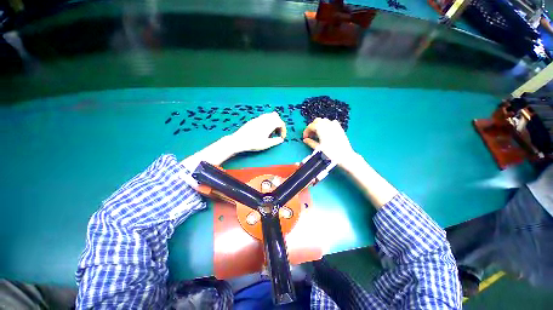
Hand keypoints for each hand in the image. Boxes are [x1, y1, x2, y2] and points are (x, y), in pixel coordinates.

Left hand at [230, 112, 286, 152]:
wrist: (239, 140)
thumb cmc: (254, 143)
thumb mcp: (266, 144)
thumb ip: (275, 141)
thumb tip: (281, 139)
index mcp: (269, 124)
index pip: (281, 122)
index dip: (283, 130)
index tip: (282, 137)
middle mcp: (264, 119)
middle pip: (276, 117)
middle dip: (278, 124)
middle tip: (277, 133)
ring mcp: (258, 118)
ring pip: (269, 116)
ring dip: (272, 122)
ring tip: (270, 132)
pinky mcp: (253, 120)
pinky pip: (263, 118)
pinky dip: (266, 122)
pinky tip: (263, 131)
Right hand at [302, 118, 354, 165]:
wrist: (344, 156)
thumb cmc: (330, 153)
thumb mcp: (317, 148)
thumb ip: (310, 142)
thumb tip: (305, 140)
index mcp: (321, 128)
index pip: (310, 126)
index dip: (306, 131)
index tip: (305, 138)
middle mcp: (327, 124)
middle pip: (317, 121)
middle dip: (312, 127)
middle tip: (310, 135)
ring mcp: (335, 125)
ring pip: (324, 121)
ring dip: (318, 126)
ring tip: (317, 134)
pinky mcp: (339, 128)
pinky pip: (331, 123)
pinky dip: (326, 125)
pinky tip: (326, 132)